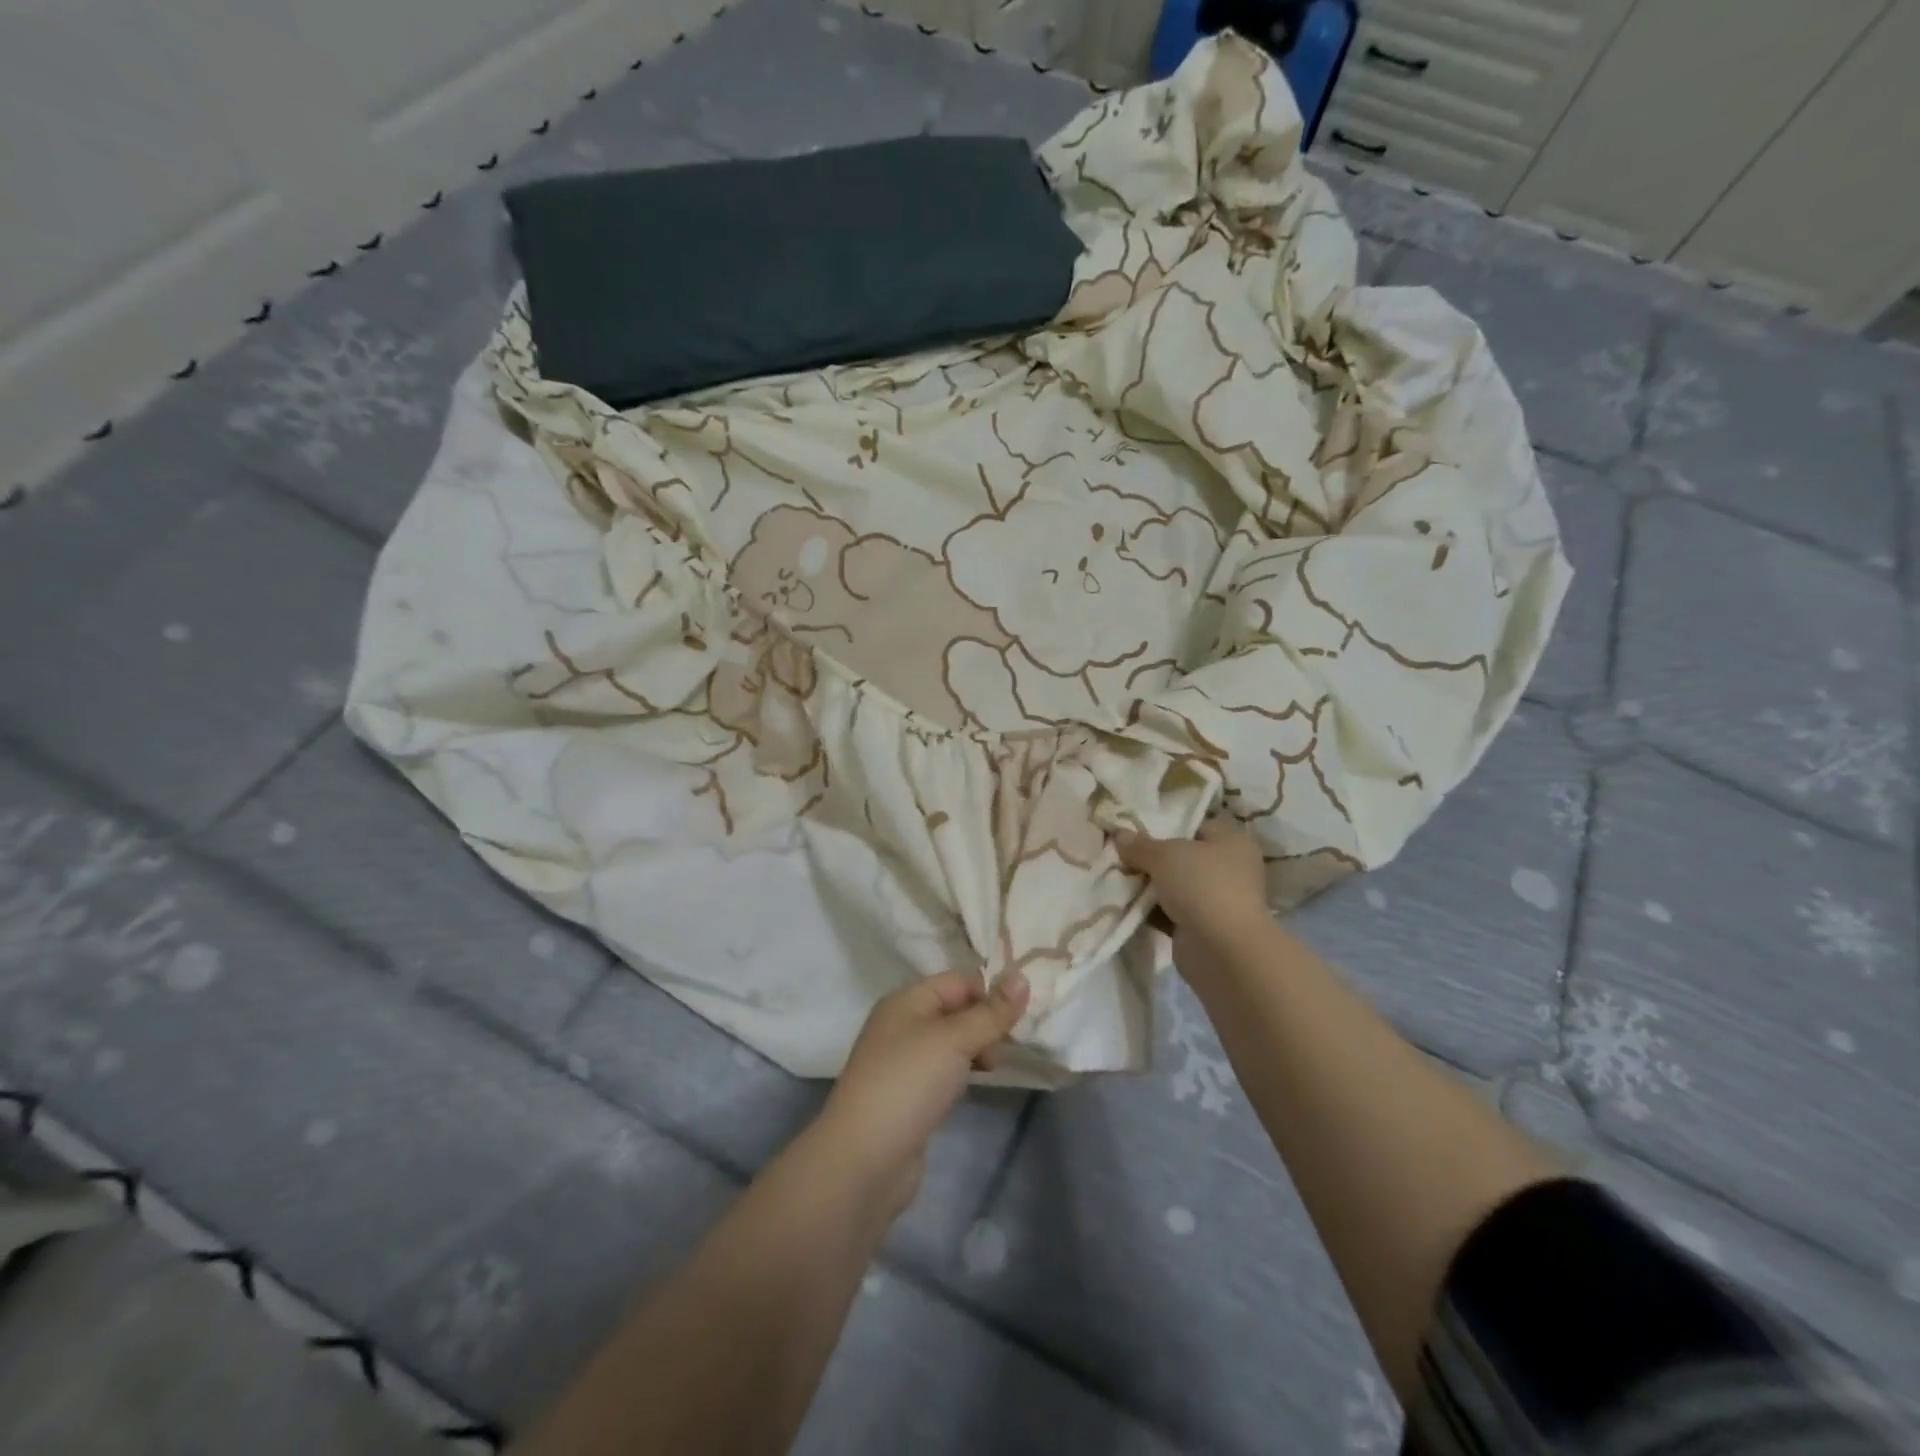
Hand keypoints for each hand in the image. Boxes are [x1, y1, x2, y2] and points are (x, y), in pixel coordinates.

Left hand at [815, 970, 1030, 1220]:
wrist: (863, 1160)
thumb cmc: (908, 1084)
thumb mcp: (954, 1040)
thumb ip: (991, 1012)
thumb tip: (1022, 977)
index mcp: (906, 1001)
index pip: (958, 981)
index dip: (990, 992)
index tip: (1023, 1016)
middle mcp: (902, 1025)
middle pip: (955, 1010)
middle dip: (986, 1023)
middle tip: (1009, 1048)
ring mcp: (904, 1062)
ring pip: (952, 1042)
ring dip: (977, 1049)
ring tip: (996, 1067)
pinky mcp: (909, 1095)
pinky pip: (944, 1071)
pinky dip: (963, 1073)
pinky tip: (975, 1086)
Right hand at [1116, 818, 1270, 975]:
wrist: (1222, 950)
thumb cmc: (1201, 885)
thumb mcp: (1164, 855)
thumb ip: (1139, 844)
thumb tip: (1119, 835)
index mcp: (1231, 842)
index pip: (1195, 826)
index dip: (1165, 826)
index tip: (1133, 830)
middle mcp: (1229, 869)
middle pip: (1182, 857)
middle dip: (1151, 859)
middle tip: (1120, 855)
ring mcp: (1216, 901)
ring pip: (1174, 886)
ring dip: (1149, 886)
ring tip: (1116, 878)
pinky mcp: (1202, 928)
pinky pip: (1170, 912)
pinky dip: (1150, 910)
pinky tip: (1124, 904)